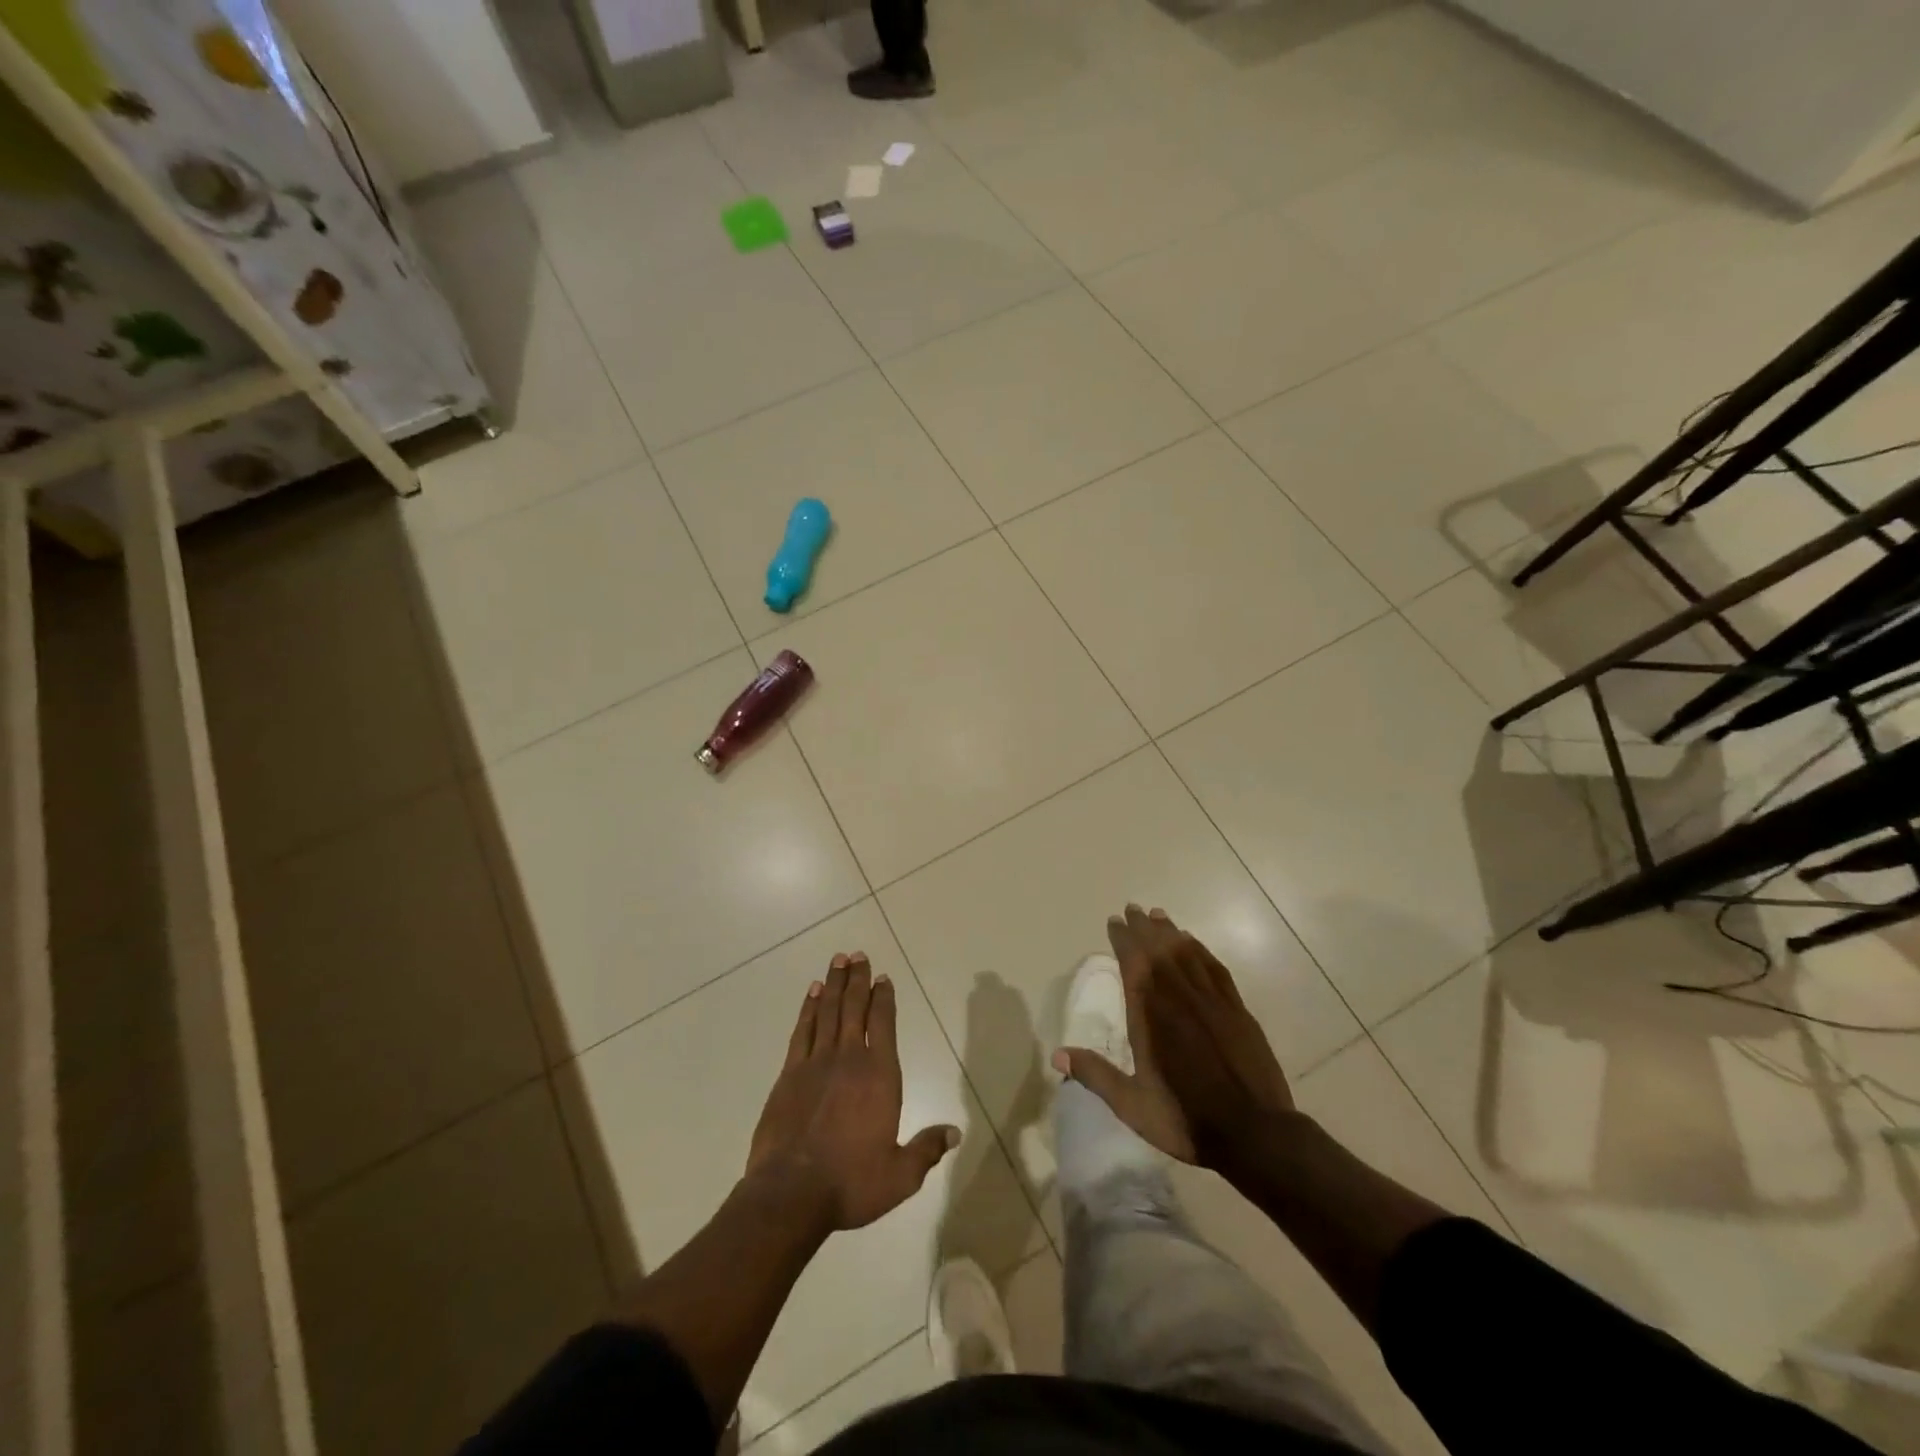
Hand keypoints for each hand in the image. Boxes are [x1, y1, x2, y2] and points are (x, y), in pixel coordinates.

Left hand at [748, 952, 959, 1232]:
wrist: (790, 1194)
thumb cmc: (850, 1183)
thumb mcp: (900, 1175)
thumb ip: (926, 1150)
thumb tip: (955, 1132)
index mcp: (880, 1075)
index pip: (884, 1024)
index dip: (884, 998)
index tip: (884, 977)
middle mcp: (849, 1059)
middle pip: (854, 1008)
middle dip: (858, 980)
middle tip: (858, 954)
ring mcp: (816, 1063)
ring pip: (828, 1012)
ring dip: (835, 984)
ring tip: (838, 961)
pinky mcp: (789, 1074)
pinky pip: (803, 1030)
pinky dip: (809, 1008)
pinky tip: (813, 993)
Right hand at [1058, 906, 1293, 1172]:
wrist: (1256, 1134)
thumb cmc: (1187, 1119)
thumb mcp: (1134, 1105)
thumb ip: (1096, 1076)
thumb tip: (1057, 1054)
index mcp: (1152, 1017)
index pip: (1134, 964)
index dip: (1123, 940)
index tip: (1114, 922)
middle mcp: (1180, 998)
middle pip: (1159, 951)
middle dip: (1144, 928)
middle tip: (1132, 908)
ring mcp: (1213, 1001)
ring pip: (1187, 954)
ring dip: (1170, 932)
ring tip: (1158, 915)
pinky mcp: (1237, 1010)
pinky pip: (1214, 968)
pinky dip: (1200, 950)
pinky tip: (1193, 943)